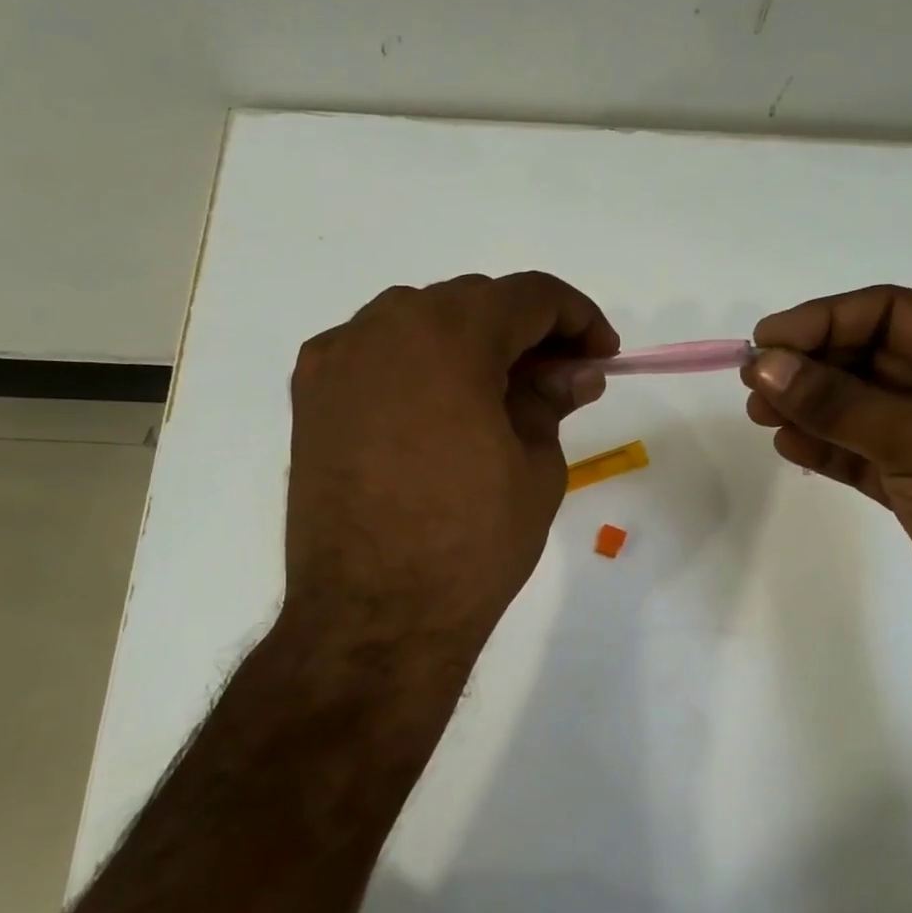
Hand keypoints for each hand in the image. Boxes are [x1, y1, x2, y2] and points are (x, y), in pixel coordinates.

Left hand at [285, 272, 616, 663]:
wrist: (374, 616)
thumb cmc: (472, 544)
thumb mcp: (536, 467)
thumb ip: (552, 401)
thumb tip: (576, 372)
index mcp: (450, 336)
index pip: (530, 296)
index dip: (578, 317)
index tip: (601, 355)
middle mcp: (383, 326)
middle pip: (472, 302)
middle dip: (525, 331)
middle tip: (559, 378)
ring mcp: (337, 359)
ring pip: (418, 321)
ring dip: (469, 342)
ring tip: (499, 393)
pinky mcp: (310, 397)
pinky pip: (375, 353)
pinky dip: (417, 364)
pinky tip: (438, 407)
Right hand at [742, 286, 911, 667]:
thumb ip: (838, 402)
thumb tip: (764, 364)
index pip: (890, 313)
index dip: (823, 321)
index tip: (764, 341)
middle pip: (871, 358)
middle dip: (811, 367)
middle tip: (753, 383)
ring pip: (862, 408)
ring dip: (811, 407)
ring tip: (760, 414)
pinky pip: (864, 452)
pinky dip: (828, 447)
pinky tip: (789, 445)